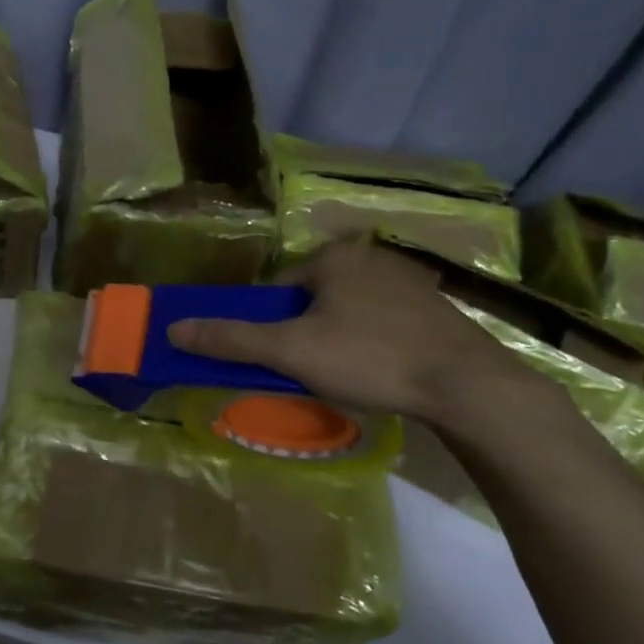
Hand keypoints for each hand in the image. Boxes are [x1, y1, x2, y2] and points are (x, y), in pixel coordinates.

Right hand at [167, 237, 529, 426]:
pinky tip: (384, 373)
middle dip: (306, 334)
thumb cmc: (370, 358)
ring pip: (350, 312)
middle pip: (314, 300)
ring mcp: (410, 282)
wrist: (469, 387)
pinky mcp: (438, 309)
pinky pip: (385, 322)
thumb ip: (232, 340)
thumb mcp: (292, 351)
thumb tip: (173, 329)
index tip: (280, 360)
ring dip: (339, 340)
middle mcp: (371, 257)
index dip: (271, 327)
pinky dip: (375, 344)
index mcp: (334, 257)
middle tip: (312, 373)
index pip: (279, 290)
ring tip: (349, 378)